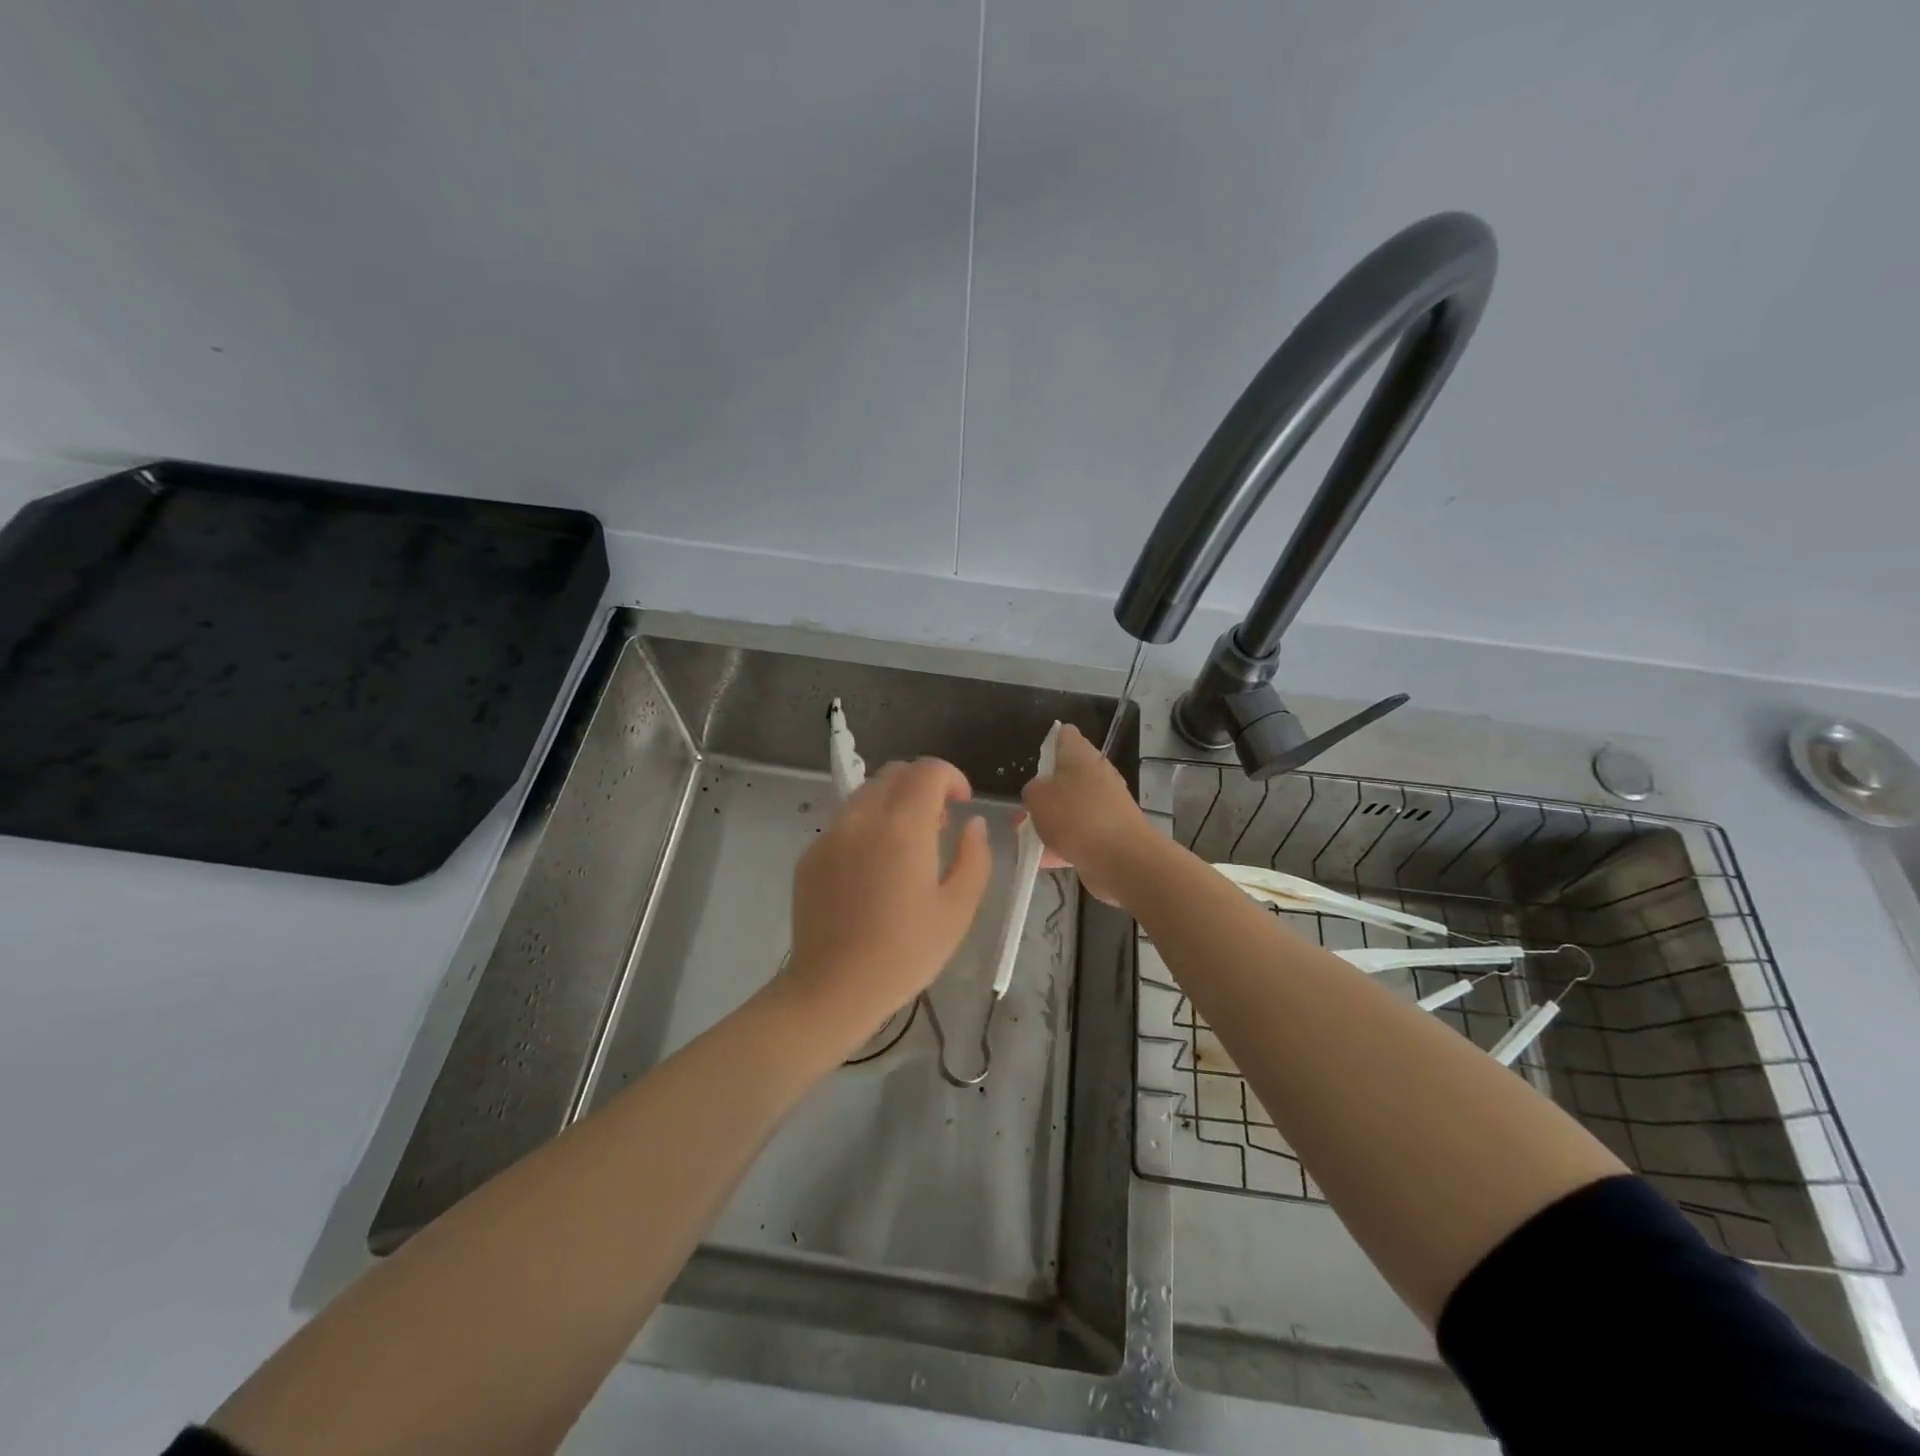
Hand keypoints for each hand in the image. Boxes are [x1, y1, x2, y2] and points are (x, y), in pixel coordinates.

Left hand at [785, 758, 991, 1046]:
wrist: (832, 989)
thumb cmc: (905, 953)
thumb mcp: (958, 909)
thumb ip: (975, 857)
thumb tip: (973, 824)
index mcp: (903, 826)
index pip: (928, 770)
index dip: (952, 777)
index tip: (963, 804)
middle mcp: (862, 817)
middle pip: (895, 773)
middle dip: (923, 786)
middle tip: (939, 825)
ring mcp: (830, 834)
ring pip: (867, 793)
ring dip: (894, 802)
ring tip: (906, 846)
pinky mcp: (810, 854)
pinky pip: (845, 820)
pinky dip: (868, 824)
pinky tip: (873, 869)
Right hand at [1020, 723, 1157, 906]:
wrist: (1121, 858)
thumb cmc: (1075, 816)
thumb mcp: (1037, 797)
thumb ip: (1032, 790)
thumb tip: (1041, 793)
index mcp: (1081, 755)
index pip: (1065, 735)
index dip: (1048, 742)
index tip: (1034, 761)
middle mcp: (1097, 774)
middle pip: (1067, 776)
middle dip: (1045, 793)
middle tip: (1025, 809)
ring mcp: (1107, 805)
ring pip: (1072, 808)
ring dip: (1052, 822)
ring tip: (1029, 838)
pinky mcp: (1111, 833)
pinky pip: (1081, 835)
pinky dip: (1064, 845)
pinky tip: (1045, 860)